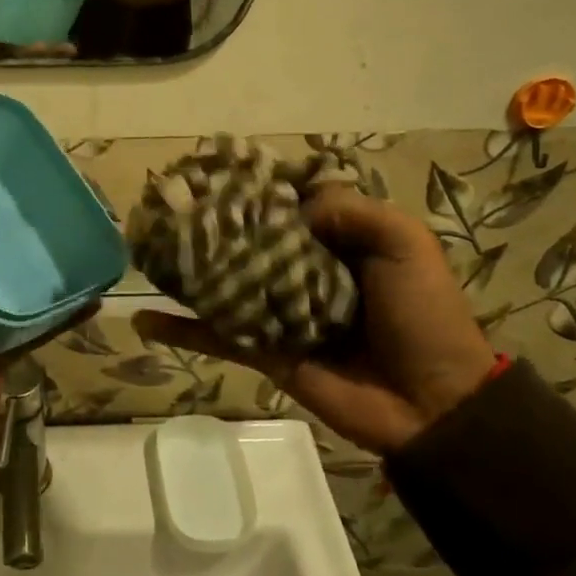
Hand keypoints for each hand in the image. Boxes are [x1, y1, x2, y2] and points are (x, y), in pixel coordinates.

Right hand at [133, 189, 497, 453]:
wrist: (432, 404)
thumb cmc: (423, 314)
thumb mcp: (404, 243)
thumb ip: (350, 210)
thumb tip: (288, 210)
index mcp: (338, 241)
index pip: (288, 206)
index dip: (256, 189)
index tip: (216, 172)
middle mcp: (303, 270)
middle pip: (249, 240)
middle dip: (213, 225)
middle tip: (169, 206)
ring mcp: (279, 311)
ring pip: (225, 283)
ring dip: (188, 270)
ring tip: (147, 250)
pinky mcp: (264, 350)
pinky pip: (216, 334)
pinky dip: (180, 329)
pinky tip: (143, 319)